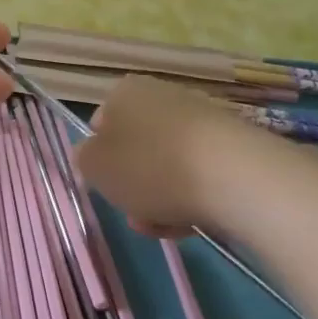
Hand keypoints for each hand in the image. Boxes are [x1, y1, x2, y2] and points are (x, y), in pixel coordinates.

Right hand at [71, 76, 250, 236]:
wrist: (233, 176)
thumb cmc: (150, 166)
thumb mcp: (95, 166)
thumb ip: (84, 159)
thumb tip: (92, 154)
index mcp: (125, 92)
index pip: (100, 125)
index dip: (100, 160)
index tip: (107, 187)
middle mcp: (162, 96)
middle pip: (136, 149)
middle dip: (133, 186)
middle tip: (135, 214)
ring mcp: (200, 118)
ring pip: (166, 166)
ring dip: (159, 199)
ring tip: (166, 226)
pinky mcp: (231, 145)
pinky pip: (198, 174)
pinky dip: (191, 198)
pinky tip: (193, 222)